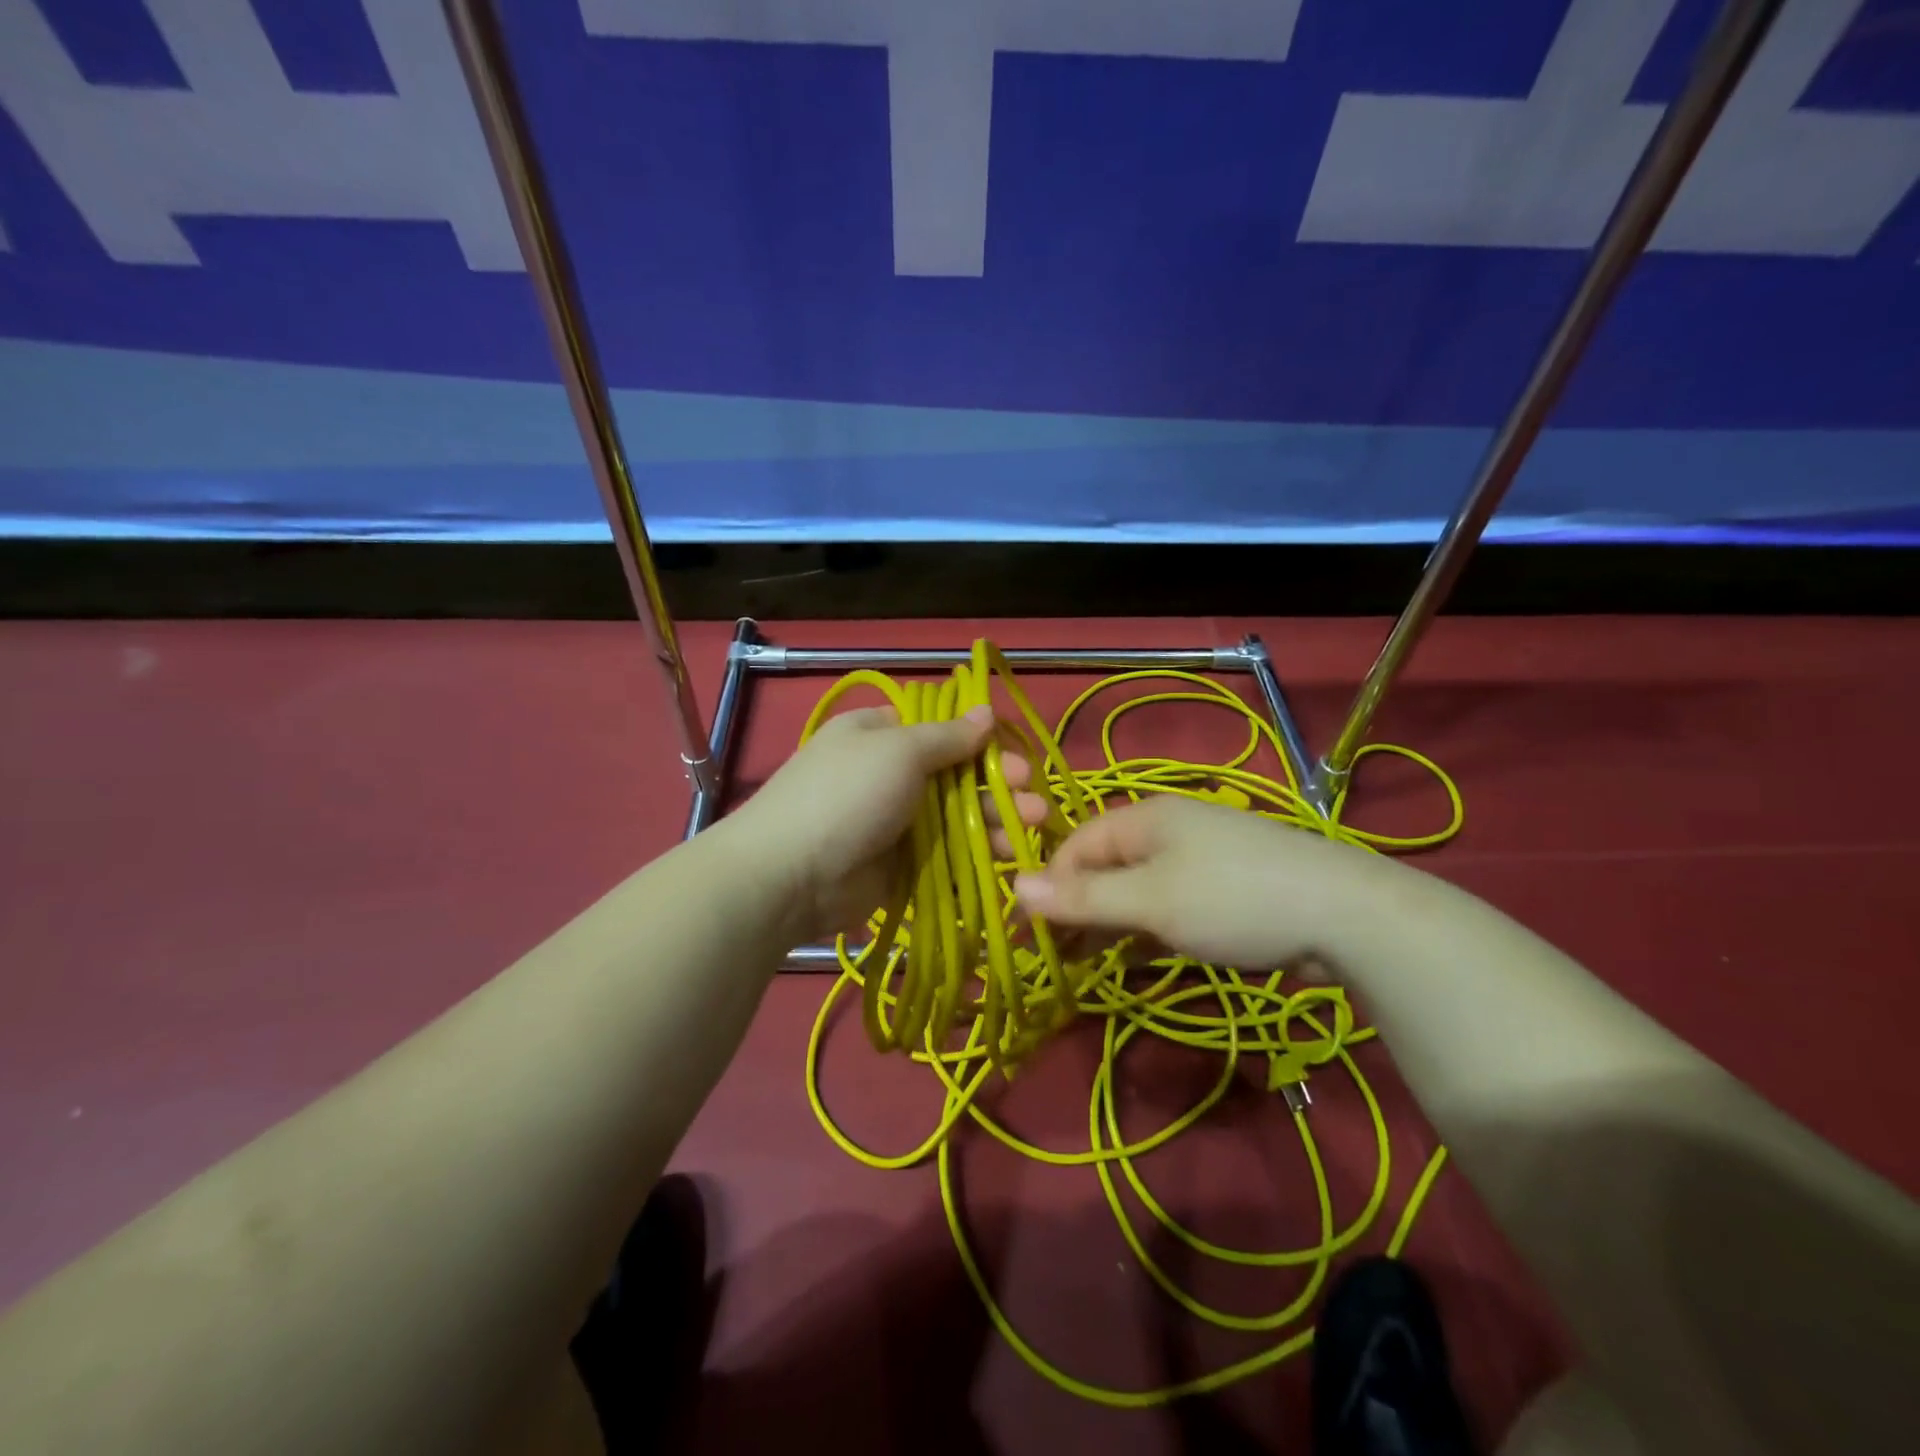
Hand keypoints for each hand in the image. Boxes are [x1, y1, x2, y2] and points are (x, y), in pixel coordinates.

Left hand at [731, 705, 1049, 942]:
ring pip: (957, 815)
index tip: (1011, 751)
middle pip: (954, 774)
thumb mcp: (898, 751)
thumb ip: (947, 737)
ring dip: (996, 817)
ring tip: (1035, 824)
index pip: (938, 728)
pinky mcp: (900, 864)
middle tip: (1031, 792)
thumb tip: (986, 712)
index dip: (978, 738)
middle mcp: (888, 774)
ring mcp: (894, 821)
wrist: (791, 876)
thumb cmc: (847, 795)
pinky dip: (977, 853)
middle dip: (997, 782)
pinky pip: (947, 853)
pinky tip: (1009, 855)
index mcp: (879, 734)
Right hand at [1012, 797, 1393, 968]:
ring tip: (1089, 963)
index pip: (1076, 846)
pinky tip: (1138, 958)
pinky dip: (1147, 929)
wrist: (1346, 916)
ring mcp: (1200, 859)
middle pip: (1104, 866)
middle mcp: (1168, 830)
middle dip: (1079, 909)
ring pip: (1136, 888)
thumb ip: (1082, 898)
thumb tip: (1012, 887)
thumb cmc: (1233, 900)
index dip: (1051, 887)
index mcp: (1145, 818)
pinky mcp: (1225, 889)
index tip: (1035, 936)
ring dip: (1110, 923)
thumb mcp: (1150, 902)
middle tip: (1059, 956)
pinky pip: (1168, 904)